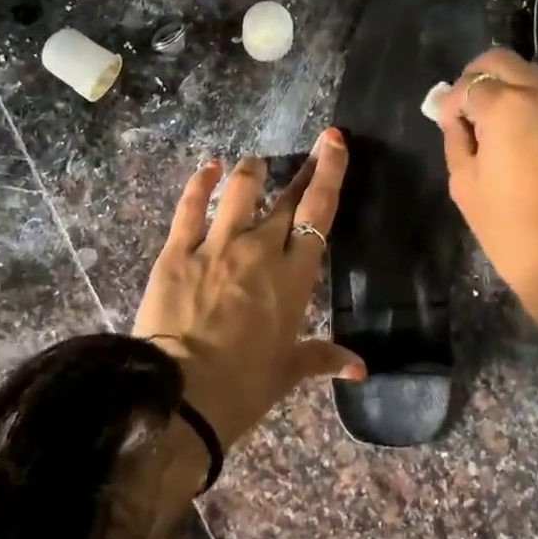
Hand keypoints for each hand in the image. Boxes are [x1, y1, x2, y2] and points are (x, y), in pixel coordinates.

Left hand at [133, 131, 364, 449]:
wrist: (182, 397)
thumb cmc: (245, 386)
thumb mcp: (288, 371)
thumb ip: (324, 358)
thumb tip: (360, 368)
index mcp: (294, 276)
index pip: (318, 213)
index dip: (329, 174)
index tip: (334, 141)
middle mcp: (259, 250)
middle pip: (286, 199)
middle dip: (304, 169)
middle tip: (316, 148)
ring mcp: (216, 246)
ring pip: (238, 192)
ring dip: (250, 173)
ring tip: (256, 164)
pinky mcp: (177, 252)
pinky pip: (189, 208)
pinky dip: (199, 183)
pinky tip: (207, 168)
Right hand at [435, 48, 537, 334]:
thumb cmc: (508, 227)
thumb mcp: (464, 183)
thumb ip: (456, 139)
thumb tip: (454, 116)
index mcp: (506, 106)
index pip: (469, 84)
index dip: (450, 102)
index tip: (443, 123)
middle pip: (501, 61)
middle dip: (476, 78)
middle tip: (462, 110)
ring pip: (528, 74)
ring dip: (504, 86)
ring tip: (487, 122)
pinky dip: (525, 101)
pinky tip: (513, 133)